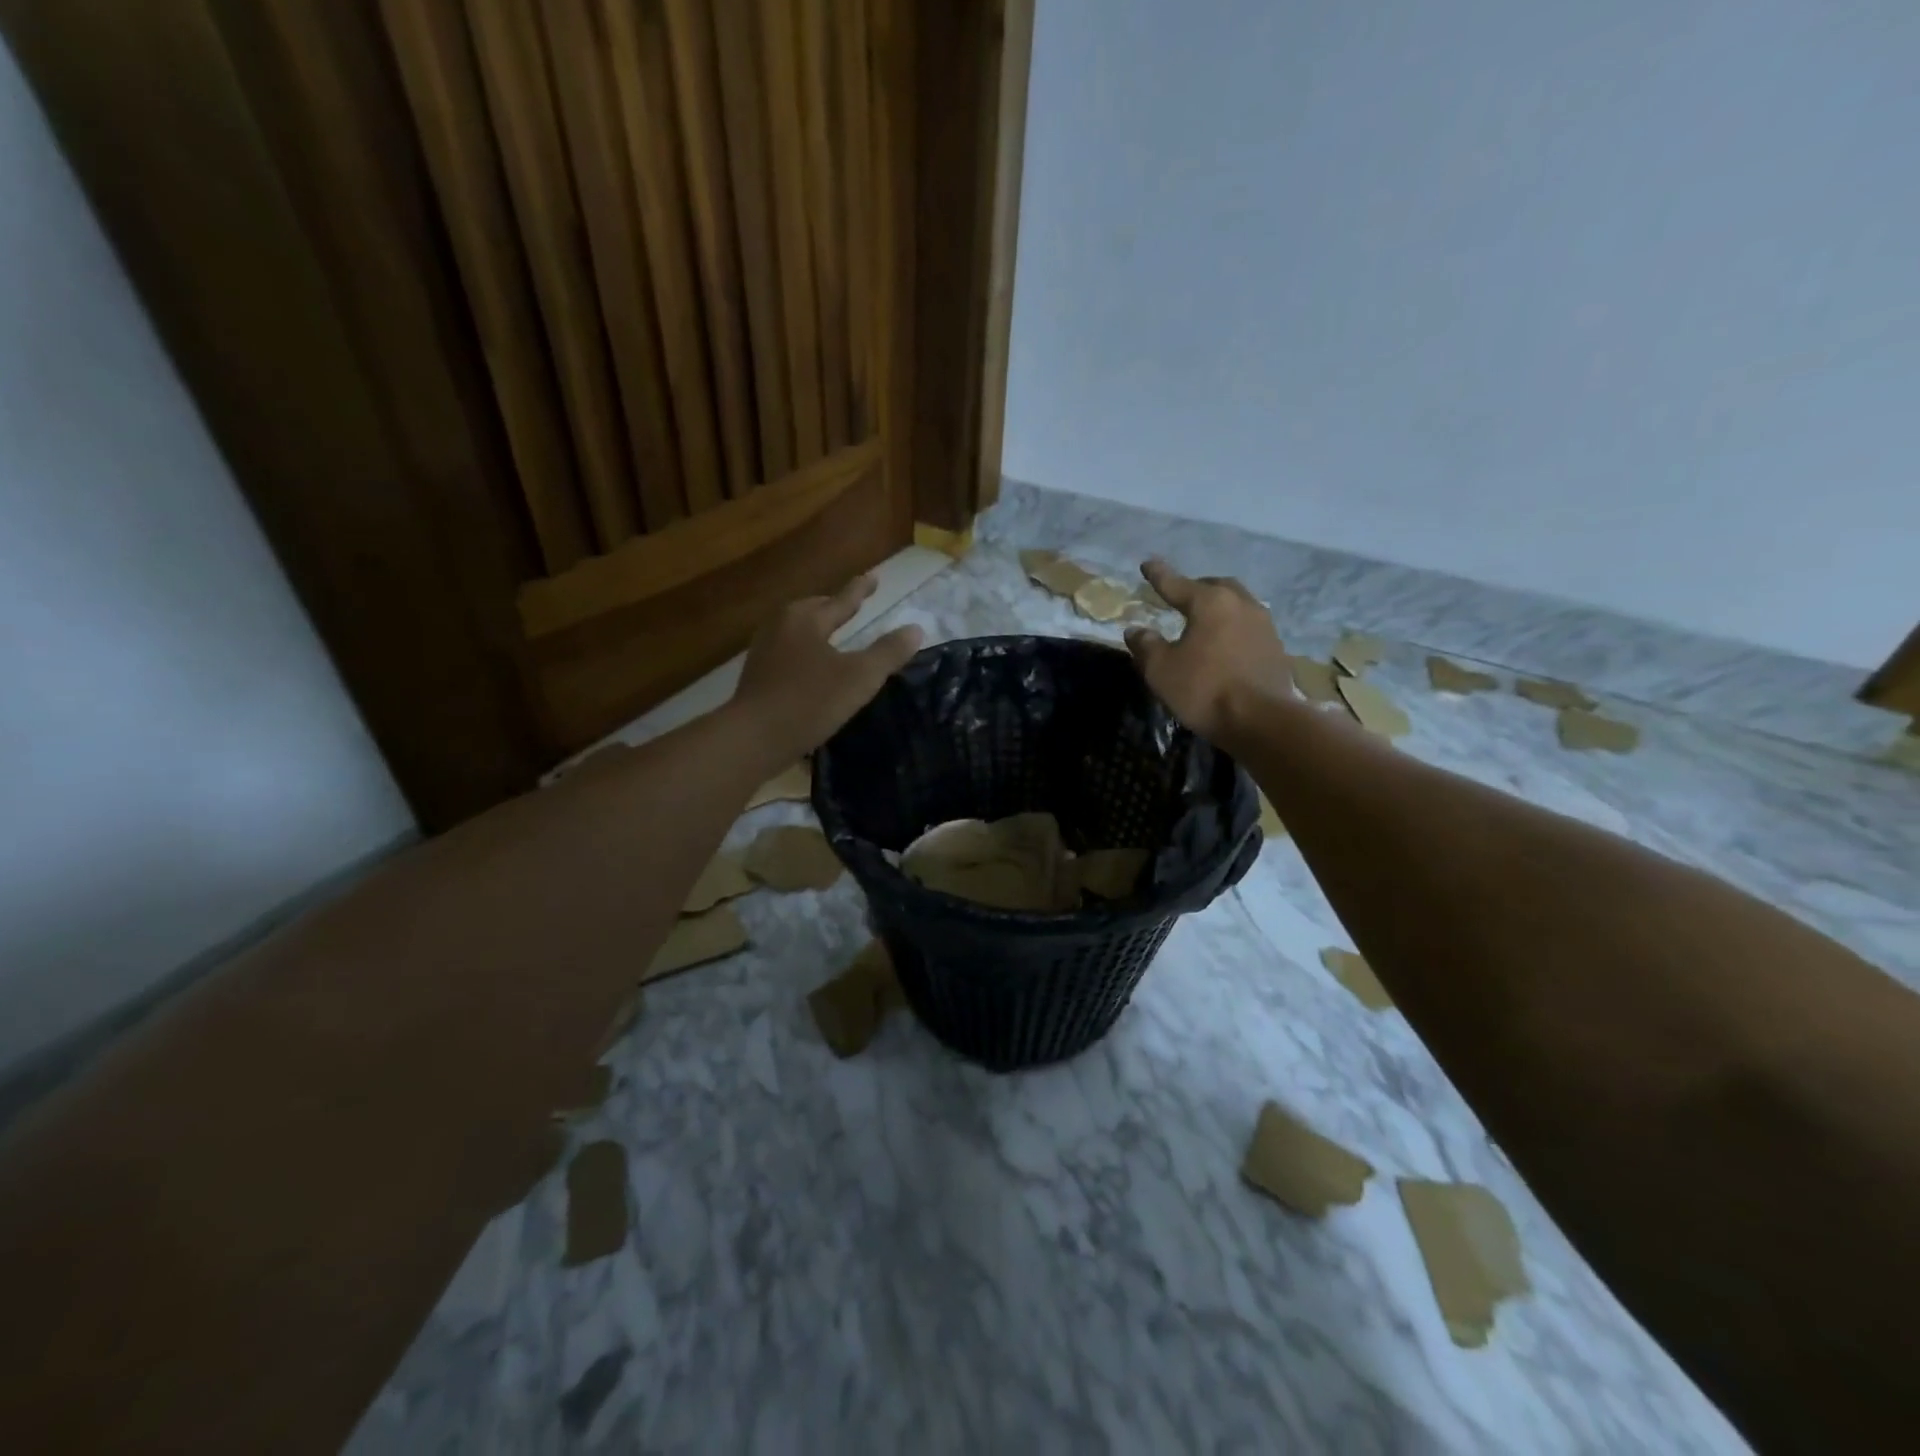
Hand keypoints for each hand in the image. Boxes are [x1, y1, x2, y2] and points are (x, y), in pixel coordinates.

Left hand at [730, 574, 923, 764]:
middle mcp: (781, 625)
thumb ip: (888, 652)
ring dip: (817, 632)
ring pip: (798, 632)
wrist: (753, 738)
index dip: (861, 589)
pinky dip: (805, 654)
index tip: (873, 577)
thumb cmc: (810, 701)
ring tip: (832, 637)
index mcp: (806, 618)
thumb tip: (915, 629)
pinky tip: (812, 669)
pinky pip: (788, 653)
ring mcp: (764, 650)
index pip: (842, 599)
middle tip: (852, 607)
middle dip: (833, 608)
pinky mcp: (756, 676)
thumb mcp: (859, 677)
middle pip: (814, 610)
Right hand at [1124, 559, 1292, 741]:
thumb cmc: (1204, 689)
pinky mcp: (1276, 648)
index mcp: (1210, 602)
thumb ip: (1146, 646)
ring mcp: (1264, 625)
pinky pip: (1249, 627)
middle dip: (1196, 587)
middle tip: (1180, 595)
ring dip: (1219, 607)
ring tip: (1204, 619)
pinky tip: (1225, 643)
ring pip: (1238, 604)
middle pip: (1216, 586)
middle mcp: (1241, 604)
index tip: (1148, 564)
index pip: (1177, 583)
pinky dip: (1233, 628)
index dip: (1159, 575)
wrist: (1262, 721)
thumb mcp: (1161, 670)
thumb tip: (1136, 630)